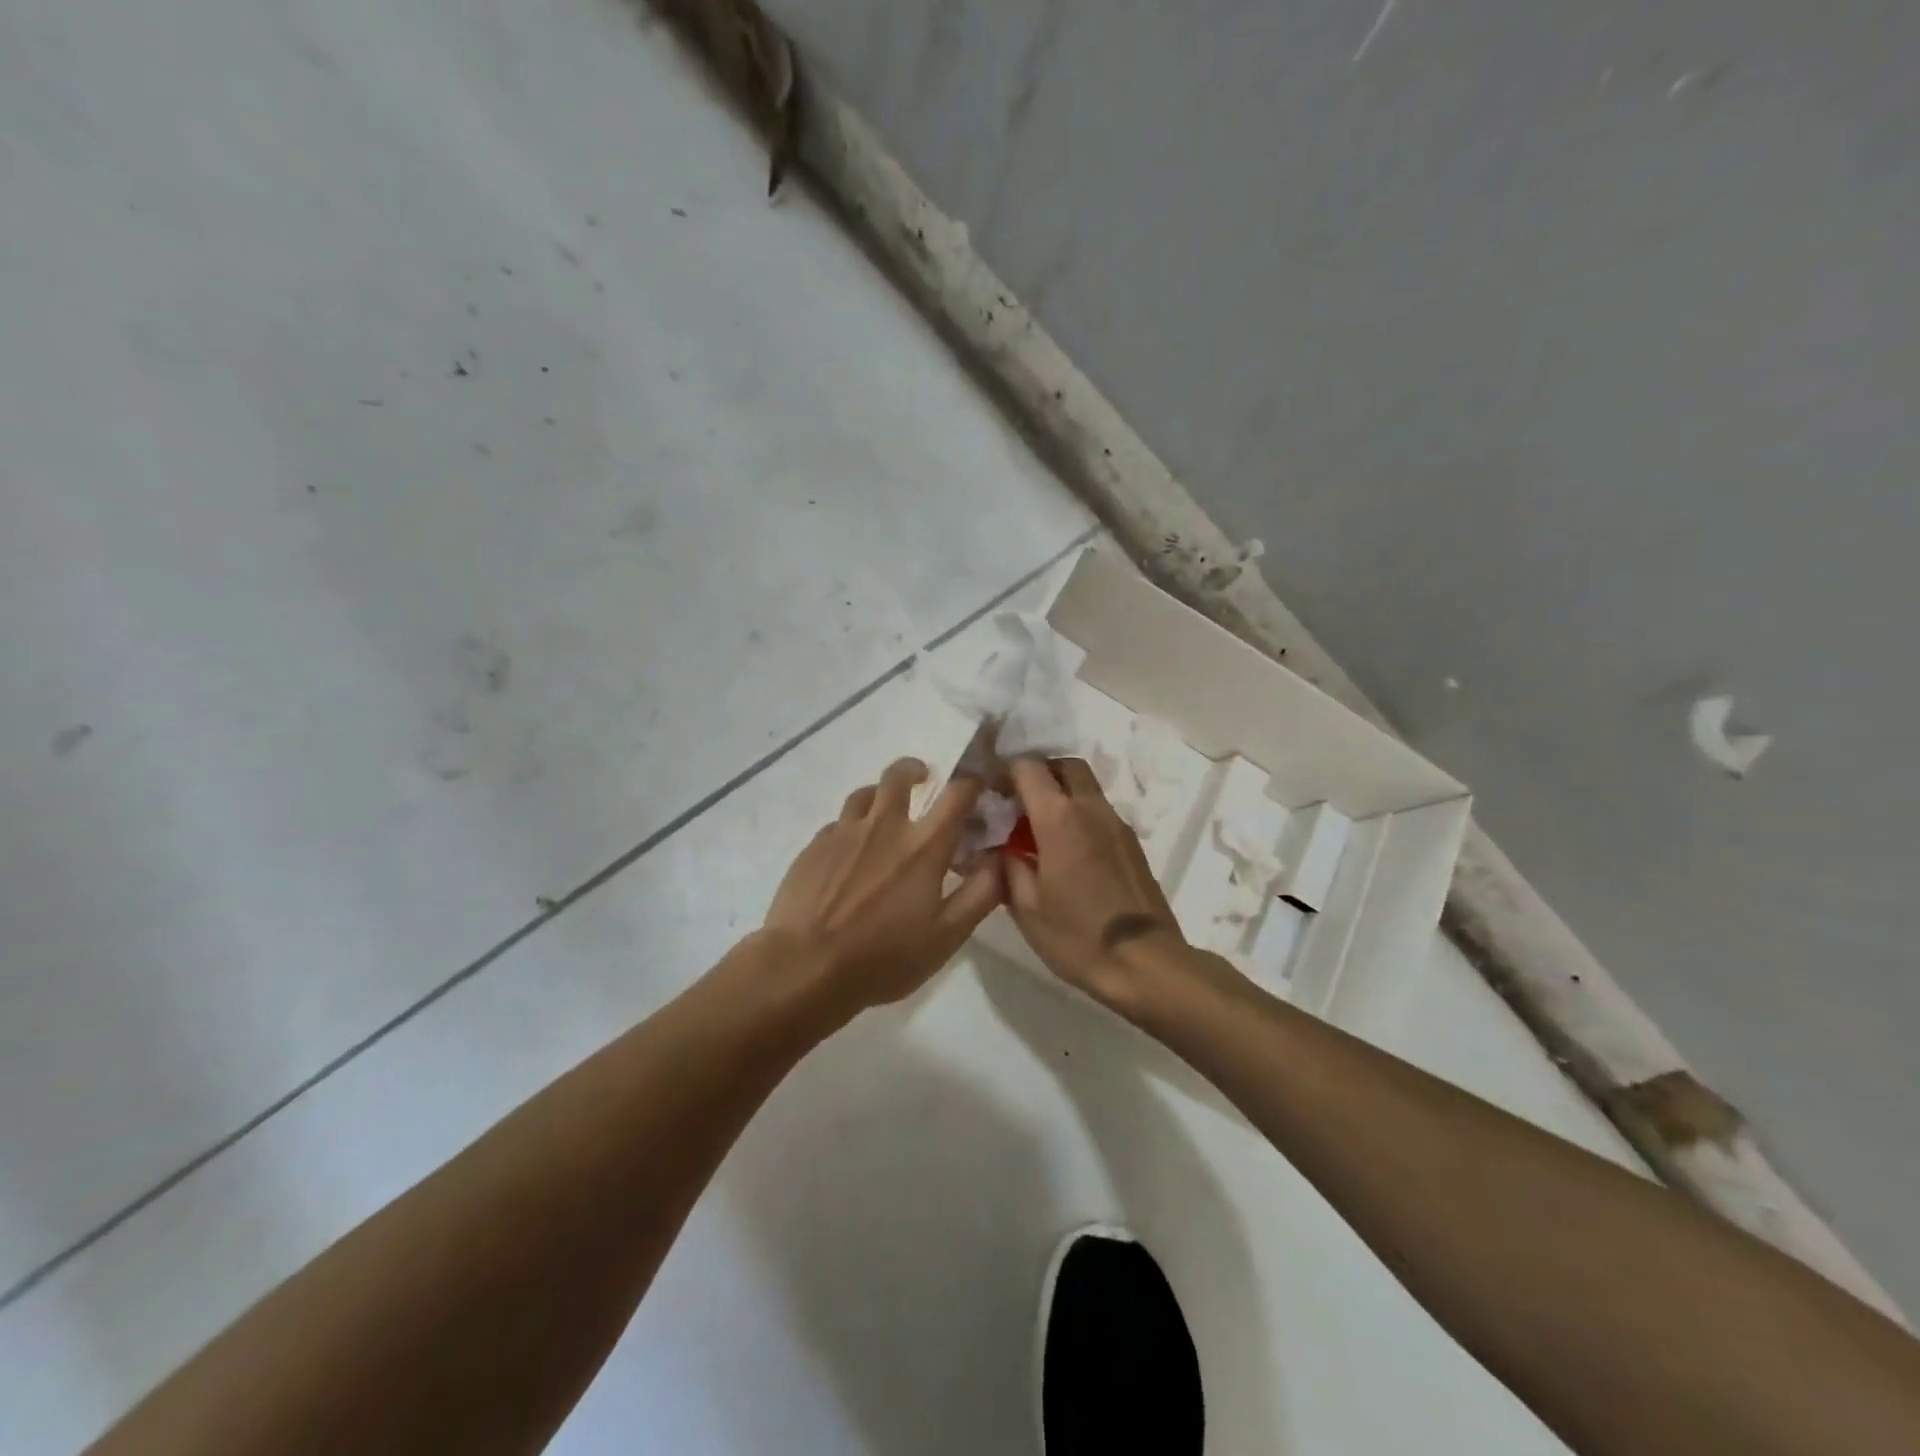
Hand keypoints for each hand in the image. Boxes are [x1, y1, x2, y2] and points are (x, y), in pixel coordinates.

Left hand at [762, 757, 1002, 1015]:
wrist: (805, 966)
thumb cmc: (883, 957)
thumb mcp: (947, 936)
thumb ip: (981, 894)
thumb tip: (1001, 859)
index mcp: (923, 846)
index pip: (957, 794)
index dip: (972, 783)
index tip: (977, 785)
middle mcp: (884, 826)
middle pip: (899, 776)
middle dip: (914, 770)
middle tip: (923, 779)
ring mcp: (844, 833)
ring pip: (864, 794)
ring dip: (880, 795)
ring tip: (884, 812)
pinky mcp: (813, 847)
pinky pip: (837, 824)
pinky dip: (851, 828)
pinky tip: (849, 852)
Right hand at [1003, 758, 1185, 1008]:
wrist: (1145, 963)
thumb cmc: (1078, 936)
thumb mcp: (1026, 908)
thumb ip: (1009, 867)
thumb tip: (1000, 848)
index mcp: (1059, 818)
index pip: (1028, 768)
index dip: (1005, 772)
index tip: (991, 793)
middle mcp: (1091, 809)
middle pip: (1065, 766)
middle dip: (1039, 773)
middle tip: (1018, 802)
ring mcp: (1118, 825)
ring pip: (1087, 787)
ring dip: (1061, 795)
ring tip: (1040, 831)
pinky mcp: (1132, 843)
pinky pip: (1100, 812)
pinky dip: (1079, 816)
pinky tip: (1067, 853)